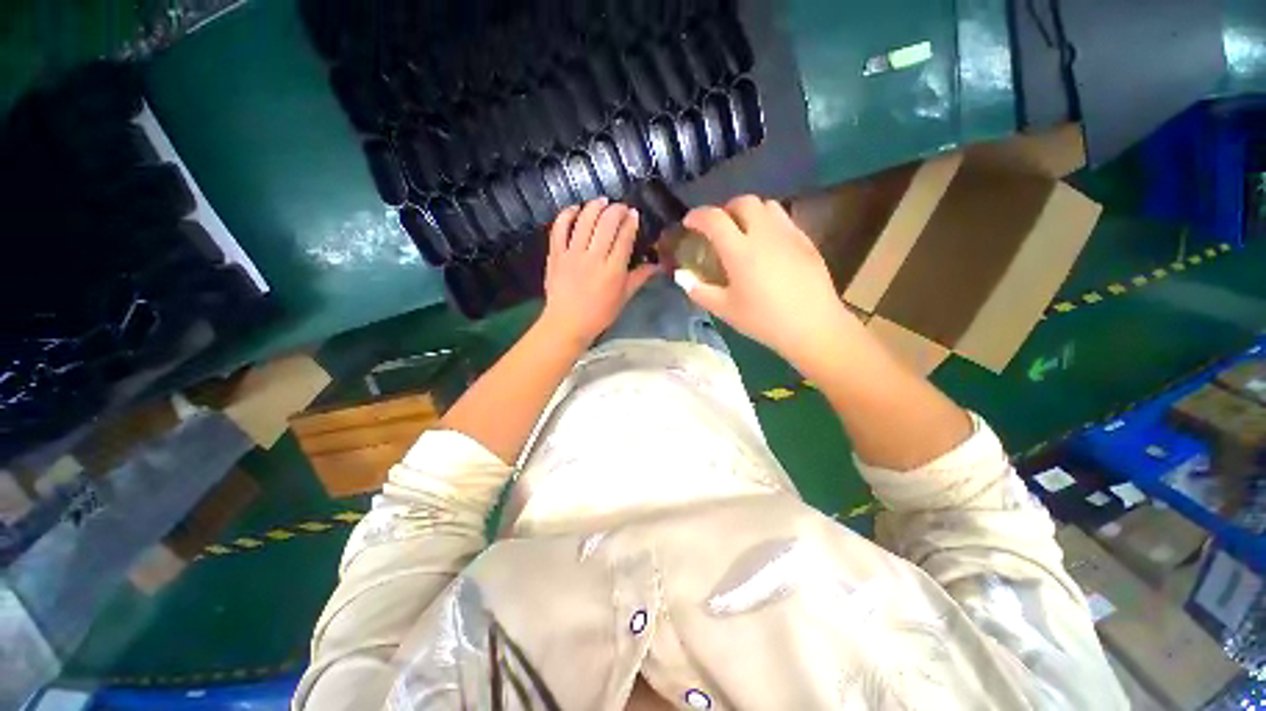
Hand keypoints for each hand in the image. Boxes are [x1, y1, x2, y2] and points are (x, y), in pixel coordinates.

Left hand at [541, 198, 658, 345]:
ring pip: (585, 220)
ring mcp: (572, 254)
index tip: (634, 214)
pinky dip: (567, 214)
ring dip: (595, 206)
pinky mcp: (556, 254)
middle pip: (606, 223)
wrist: (567, 323)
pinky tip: (576, 209)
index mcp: (613, 270)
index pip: (624, 237)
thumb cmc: (599, 314)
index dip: (630, 221)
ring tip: (602, 201)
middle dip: (616, 209)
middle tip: (621, 207)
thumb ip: (639, 278)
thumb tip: (657, 265)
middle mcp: (594, 257)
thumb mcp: (624, 297)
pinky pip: (560, 228)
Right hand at [677, 196, 857, 371]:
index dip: (697, 216)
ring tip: (744, 232)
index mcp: (740, 251)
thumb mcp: (725, 309)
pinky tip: (768, 245)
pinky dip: (769, 222)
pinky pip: (784, 219)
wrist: (813, 326)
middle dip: (726, 209)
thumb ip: (699, 290)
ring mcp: (788, 234)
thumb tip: (682, 276)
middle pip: (744, 202)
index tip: (689, 222)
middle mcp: (764, 234)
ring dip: (750, 212)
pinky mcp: (806, 241)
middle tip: (719, 228)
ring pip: (767, 205)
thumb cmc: (763, 320)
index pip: (714, 219)